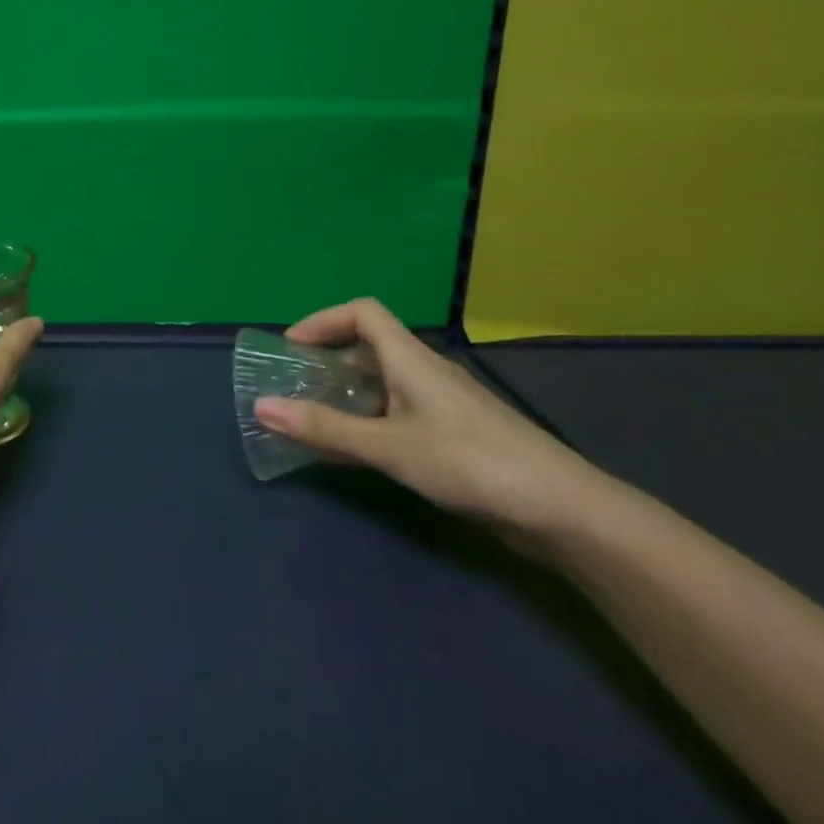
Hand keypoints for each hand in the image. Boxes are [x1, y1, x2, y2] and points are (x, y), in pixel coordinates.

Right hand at [254, 298, 607, 540]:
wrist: (562, 511)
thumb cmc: (470, 462)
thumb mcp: (388, 446)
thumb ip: (324, 428)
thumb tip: (261, 407)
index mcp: (410, 358)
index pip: (362, 312)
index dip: (322, 320)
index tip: (290, 348)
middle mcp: (424, 372)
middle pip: (367, 348)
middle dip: (325, 362)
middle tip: (292, 388)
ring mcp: (440, 405)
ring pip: (380, 385)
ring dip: (343, 396)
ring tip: (311, 421)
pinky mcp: (452, 436)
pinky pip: (395, 415)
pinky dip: (365, 424)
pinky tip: (350, 454)